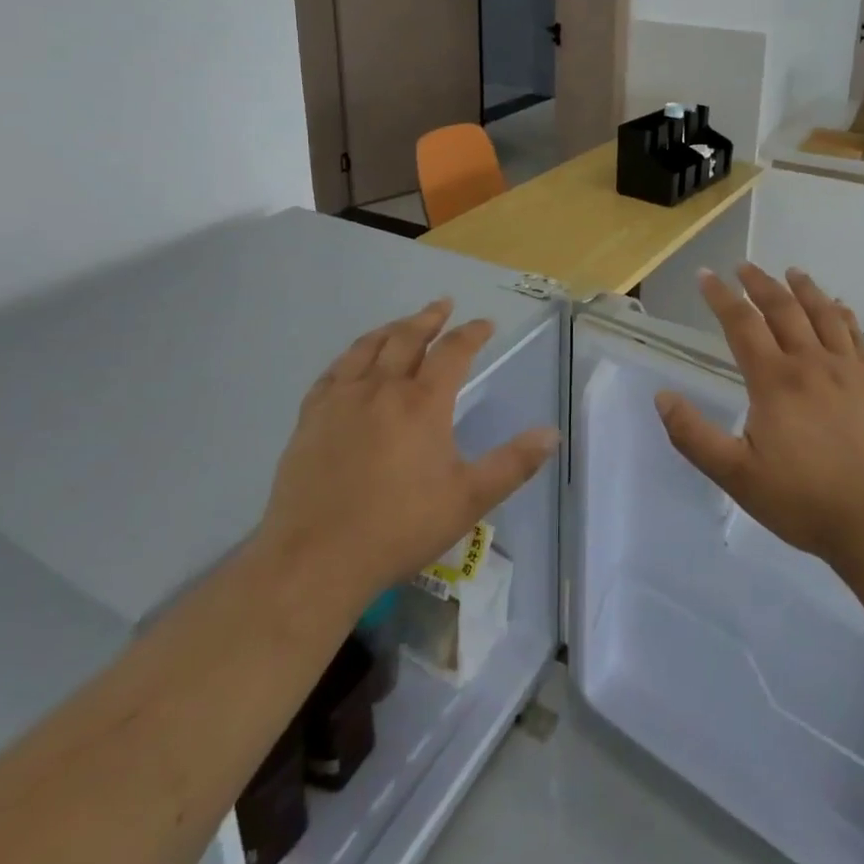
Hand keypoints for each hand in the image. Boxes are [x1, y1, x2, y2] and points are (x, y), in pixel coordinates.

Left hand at [258, 299, 559, 611]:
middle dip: (429, 318)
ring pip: (368, 347)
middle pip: (408, 337)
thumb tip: (551, 434)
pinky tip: (353, 361)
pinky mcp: (311, 417)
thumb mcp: (468, 500)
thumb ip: (513, 464)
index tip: (485, 324)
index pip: (453, 351)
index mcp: (423, 403)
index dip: (472, 333)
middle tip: (443, 305)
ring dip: (391, 329)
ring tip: (403, 323)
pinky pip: (333, 371)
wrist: (316, 558)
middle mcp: (382, 388)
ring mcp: (342, 399)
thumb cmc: (399, 528)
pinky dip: (351, 356)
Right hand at [655, 265, 863, 568]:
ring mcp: (847, 369)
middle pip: (782, 308)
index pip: (741, 324)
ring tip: (791, 272)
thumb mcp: (736, 476)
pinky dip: (842, 313)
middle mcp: (810, 362)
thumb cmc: (803, 500)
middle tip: (743, 266)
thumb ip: (695, 436)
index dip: (720, 297)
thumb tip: (662, 397)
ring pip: (822, 313)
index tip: (705, 275)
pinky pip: (856, 334)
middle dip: (759, 283)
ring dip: (803, 288)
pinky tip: (838, 306)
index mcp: (773, 380)